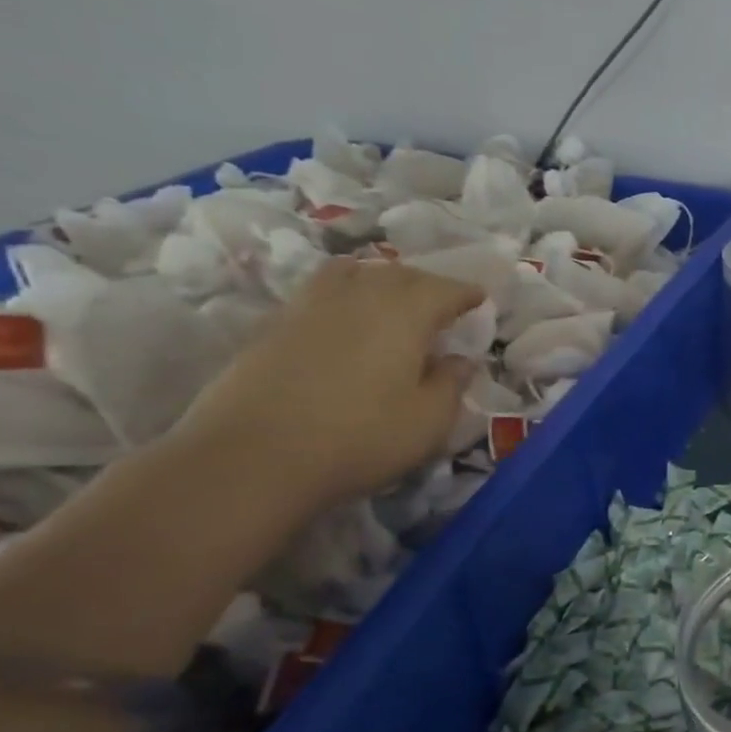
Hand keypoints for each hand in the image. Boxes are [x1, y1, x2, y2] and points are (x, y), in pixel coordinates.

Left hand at [176, 258, 480, 509]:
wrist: (251, 458)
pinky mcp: (273, 327)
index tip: (480, 299)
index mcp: (405, 314)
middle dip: (426, 283)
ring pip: (351, 273)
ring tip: (389, 297)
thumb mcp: (429, 421)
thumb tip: (461, 360)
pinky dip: (342, 293)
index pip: (444, 289)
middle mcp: (359, 297)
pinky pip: (318, 292)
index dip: (465, 293)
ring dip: (378, 278)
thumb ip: (451, 384)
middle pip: (398, 273)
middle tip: (441, 301)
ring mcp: (310, 307)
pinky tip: (344, 317)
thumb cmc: (359, 438)